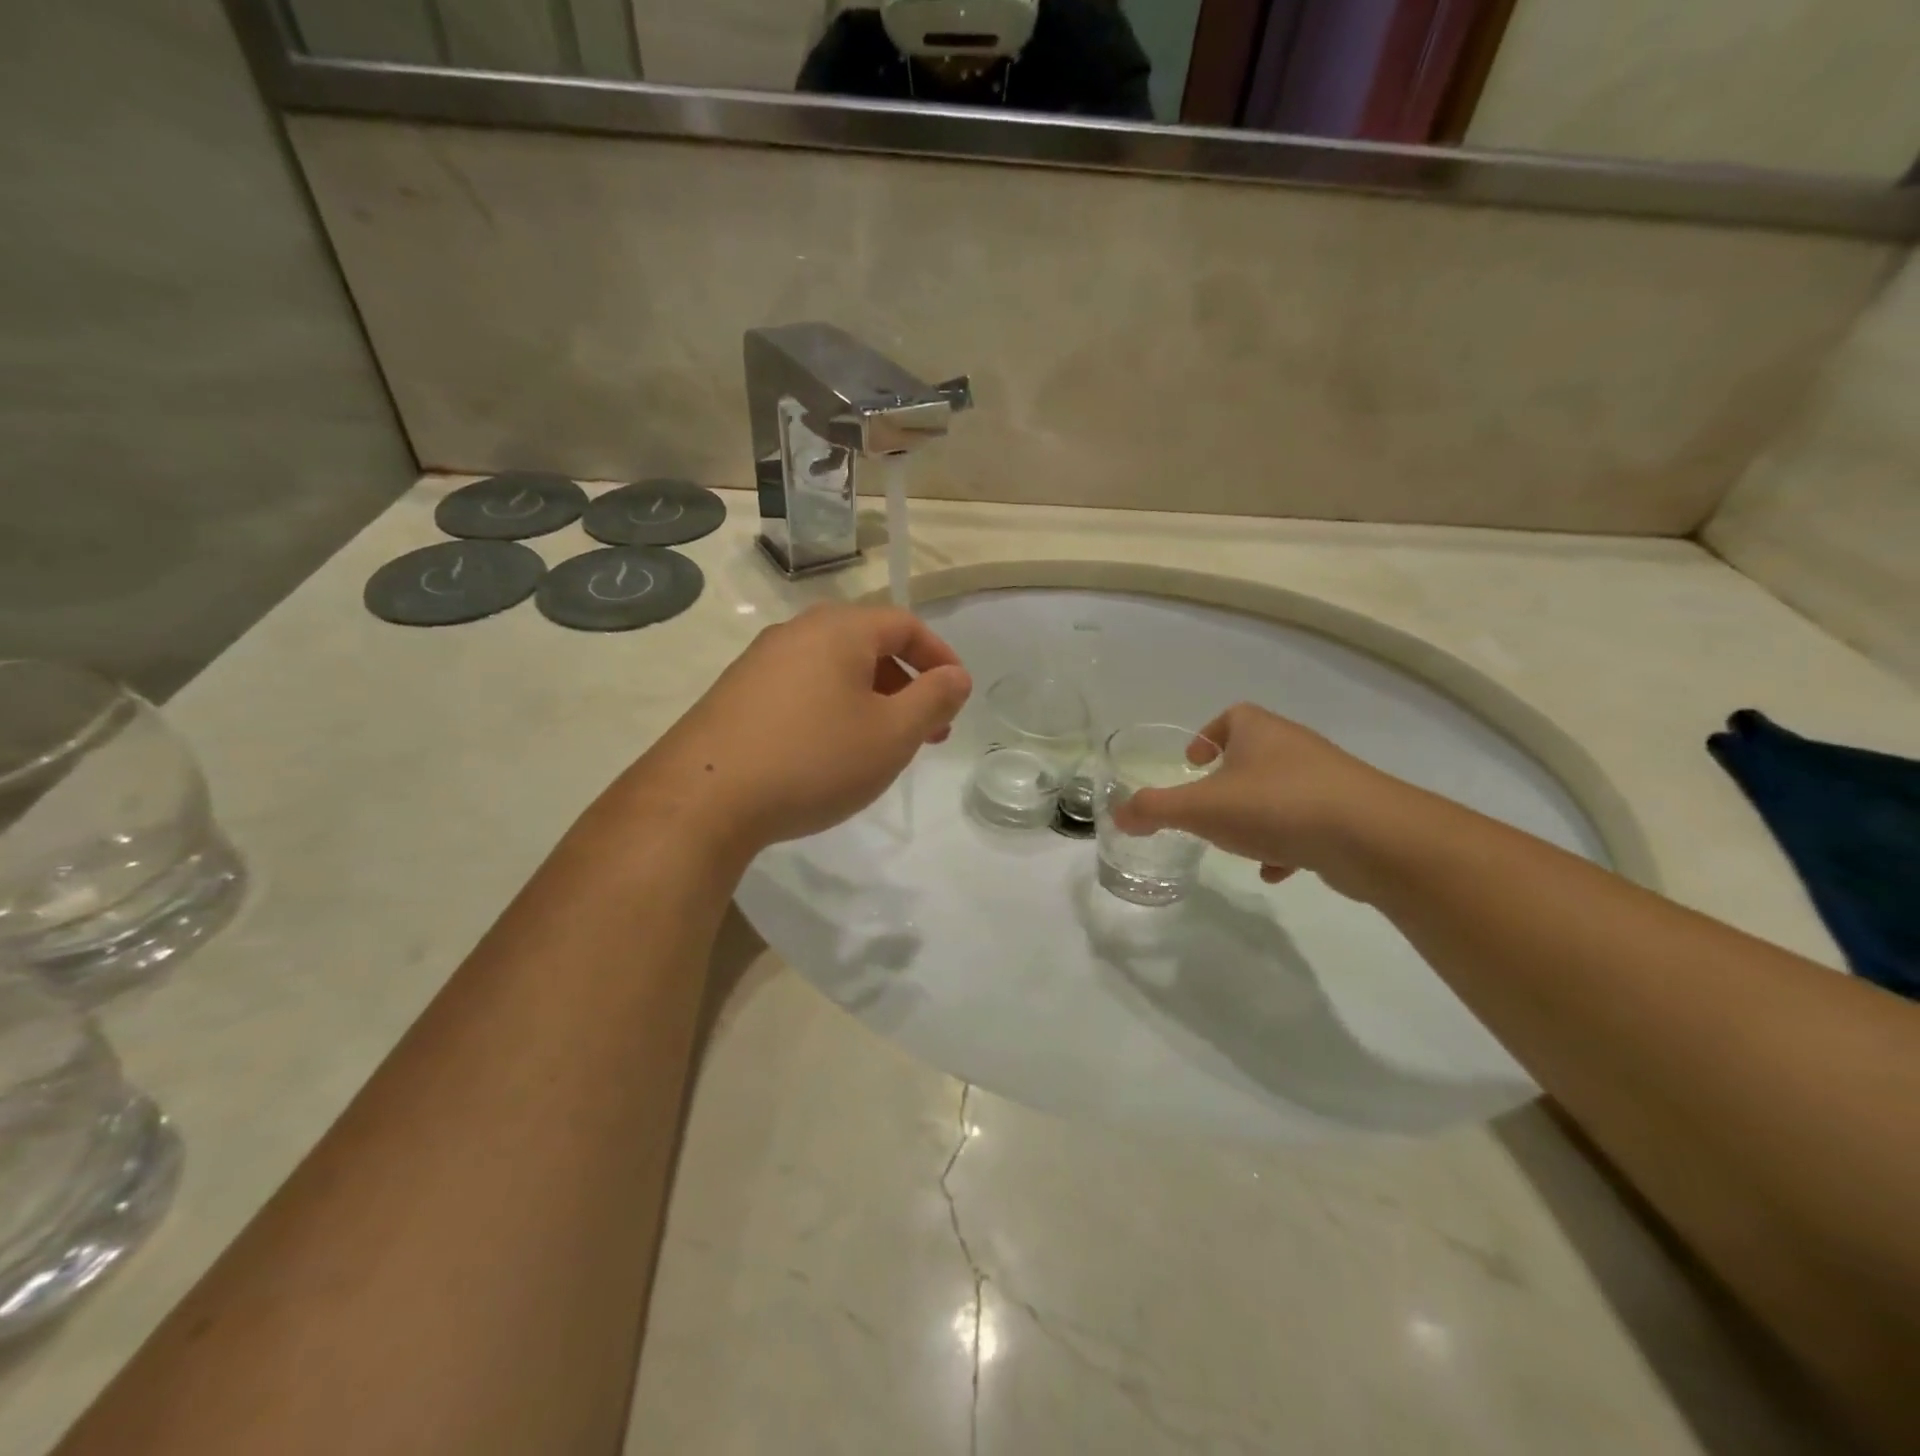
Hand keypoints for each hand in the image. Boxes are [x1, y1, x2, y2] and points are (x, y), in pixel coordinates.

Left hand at [631, 604, 971, 858]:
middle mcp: (797, 632)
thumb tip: (956, 676)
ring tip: (882, 747)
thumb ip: (932, 700)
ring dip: (871, 701)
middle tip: (927, 731)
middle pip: (868, 646)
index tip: (957, 696)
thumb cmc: (814, 759)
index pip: (905, 625)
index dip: (940, 657)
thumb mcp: (891, 735)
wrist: (704, 798)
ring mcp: (760, 662)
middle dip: (907, 686)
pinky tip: (830, 753)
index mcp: (839, 629)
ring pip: (834, 671)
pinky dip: (833, 710)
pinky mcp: (736, 694)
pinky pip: (802, 690)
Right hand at [1109, 703, 1408, 898]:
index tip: (1191, 762)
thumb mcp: (1200, 808)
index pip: (1231, 716)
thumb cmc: (1275, 806)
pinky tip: (1275, 871)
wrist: (1372, 836)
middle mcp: (1295, 747)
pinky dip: (1286, 844)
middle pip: (1255, 755)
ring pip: (1280, 792)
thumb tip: (1118, 815)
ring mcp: (1327, 780)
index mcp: (1259, 732)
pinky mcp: (1349, 815)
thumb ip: (1155, 810)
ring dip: (1257, 815)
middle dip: (1229, 781)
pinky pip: (1307, 823)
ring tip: (1238, 843)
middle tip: (1207, 806)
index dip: (1207, 735)